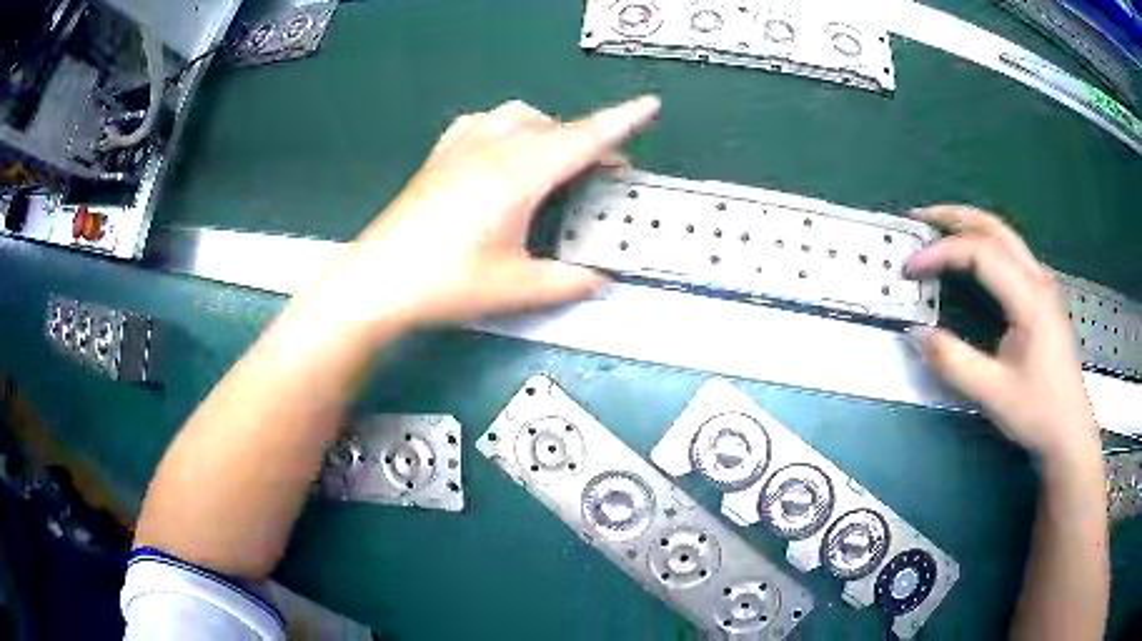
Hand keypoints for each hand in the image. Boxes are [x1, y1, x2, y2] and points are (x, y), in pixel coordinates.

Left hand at [308, 96, 660, 331]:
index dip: (621, 122)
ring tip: (557, 158)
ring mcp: (462, 146)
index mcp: (518, 176)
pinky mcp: (441, 154)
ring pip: (519, 115)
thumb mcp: (516, 289)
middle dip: (589, 141)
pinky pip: (483, 121)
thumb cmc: (446, 283)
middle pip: (556, 127)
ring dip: (549, 128)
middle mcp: (492, 149)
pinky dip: (507, 126)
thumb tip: (598, 278)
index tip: (649, 107)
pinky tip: (505, 147)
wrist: (378, 281)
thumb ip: (567, 282)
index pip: (582, 140)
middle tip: (604, 172)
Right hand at [905, 206, 1098, 461]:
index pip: (980, 252)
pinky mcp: (1042, 297)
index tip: (911, 268)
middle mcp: (1038, 279)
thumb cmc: (1038, 412)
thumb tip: (920, 334)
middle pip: (994, 227)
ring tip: (938, 228)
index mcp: (1030, 297)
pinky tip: (972, 256)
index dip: (942, 253)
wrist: (1070, 431)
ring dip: (969, 224)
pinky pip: (1010, 253)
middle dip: (953, 216)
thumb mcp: (993, 394)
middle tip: (918, 219)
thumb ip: (955, 362)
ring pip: (1004, 235)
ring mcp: (1043, 285)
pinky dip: (983, 242)